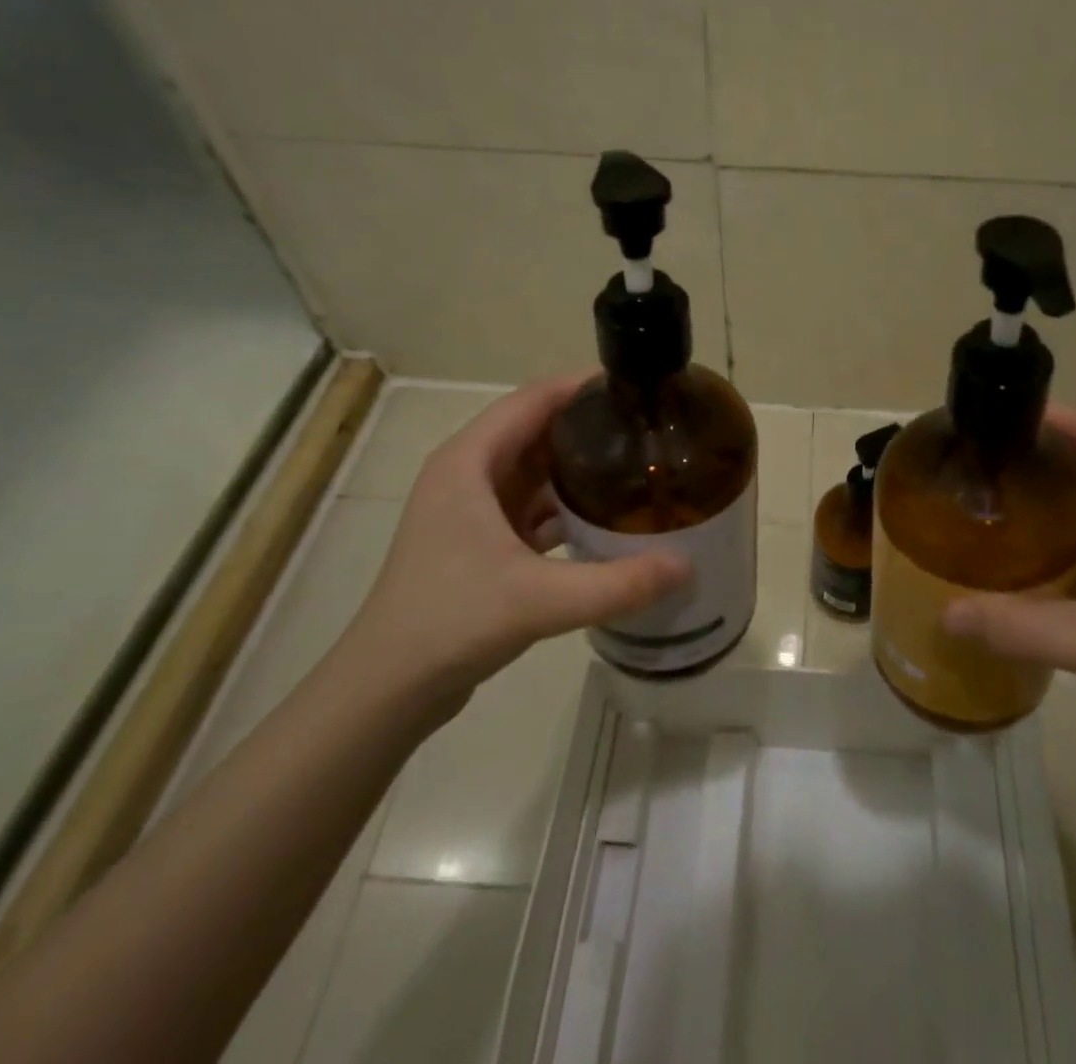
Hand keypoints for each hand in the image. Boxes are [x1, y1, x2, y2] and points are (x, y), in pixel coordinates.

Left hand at [342, 373, 690, 719]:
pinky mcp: (480, 541)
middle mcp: (468, 473)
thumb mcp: (541, 599)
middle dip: (591, 427)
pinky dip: (567, 506)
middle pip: (538, 430)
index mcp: (470, 461)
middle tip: (651, 431)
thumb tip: (688, 565)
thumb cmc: (451, 621)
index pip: (534, 399)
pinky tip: (606, 519)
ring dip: (580, 468)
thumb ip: (619, 583)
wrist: (387, 689)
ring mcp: (472, 509)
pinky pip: (532, 506)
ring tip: (638, 467)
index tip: (637, 389)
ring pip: (536, 470)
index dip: (584, 387)